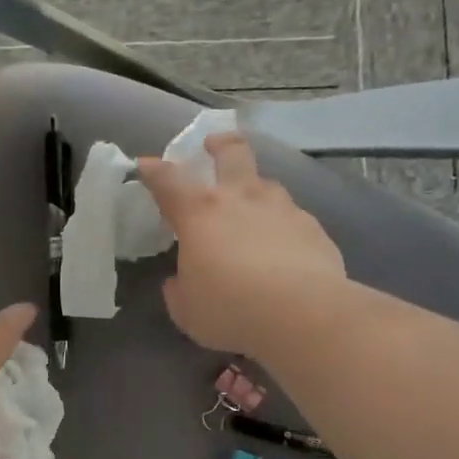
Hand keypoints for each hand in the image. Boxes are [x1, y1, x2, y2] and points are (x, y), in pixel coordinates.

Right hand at [138, 133, 347, 359]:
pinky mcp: (312, 227)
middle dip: (219, 145)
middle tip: (213, 146)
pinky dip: (282, 226)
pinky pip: (291, 217)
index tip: (147, 165)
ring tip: (252, 211)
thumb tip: (177, 282)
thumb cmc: (230, 310)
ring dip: (254, 190)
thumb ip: (179, 290)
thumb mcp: (187, 310)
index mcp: (199, 215)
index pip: (169, 181)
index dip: (154, 171)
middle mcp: (241, 199)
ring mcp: (281, 208)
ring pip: (266, 183)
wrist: (302, 313)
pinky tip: (284, 249)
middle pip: (231, 152)